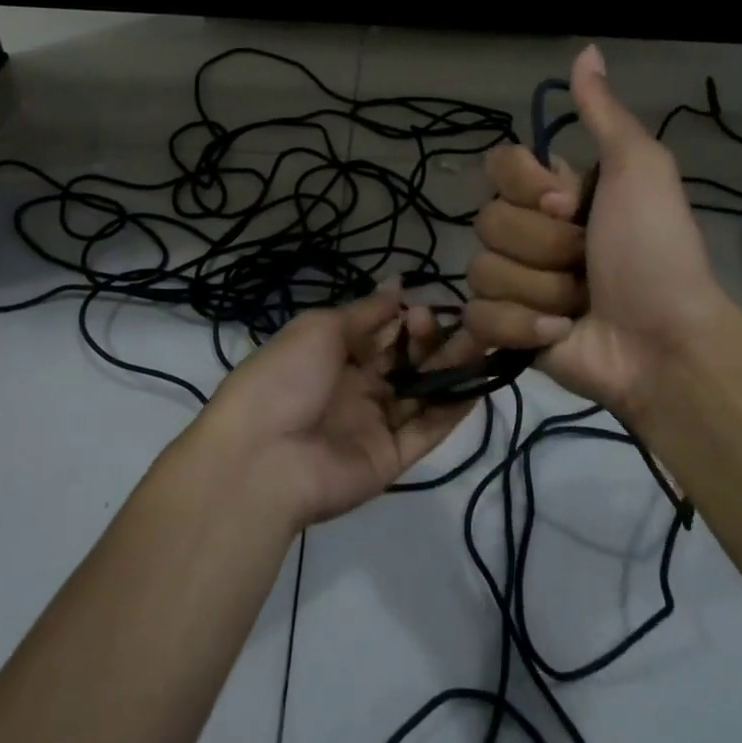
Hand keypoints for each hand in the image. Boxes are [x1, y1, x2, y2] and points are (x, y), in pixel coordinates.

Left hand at [191, 287, 476, 528]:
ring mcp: (374, 424)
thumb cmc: (285, 378)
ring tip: (481, 342)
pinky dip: (453, 408)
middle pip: (405, 361)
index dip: (404, 318)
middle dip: (430, 340)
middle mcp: (356, 388)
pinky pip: (427, 430)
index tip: (424, 305)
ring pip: (422, 393)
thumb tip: (397, 284)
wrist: (260, 457)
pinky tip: (477, 382)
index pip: (380, 333)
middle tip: (451, 324)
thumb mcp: (320, 329)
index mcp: (333, 356)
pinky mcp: (391, 459)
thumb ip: (366, 312)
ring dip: (450, 368)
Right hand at [464, 44, 732, 418]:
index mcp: (553, 192)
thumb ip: (604, 114)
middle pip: (488, 221)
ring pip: (483, 269)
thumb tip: (586, 49)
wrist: (663, 341)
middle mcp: (529, 231)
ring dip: (541, 289)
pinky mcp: (505, 328)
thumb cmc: (654, 251)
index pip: (498, 166)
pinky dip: (522, 325)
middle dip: (545, 246)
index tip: (569, 203)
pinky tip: (560, 332)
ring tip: (580, 304)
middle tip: (587, 262)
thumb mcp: (639, 171)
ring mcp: (515, 281)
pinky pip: (480, 315)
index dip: (526, 186)